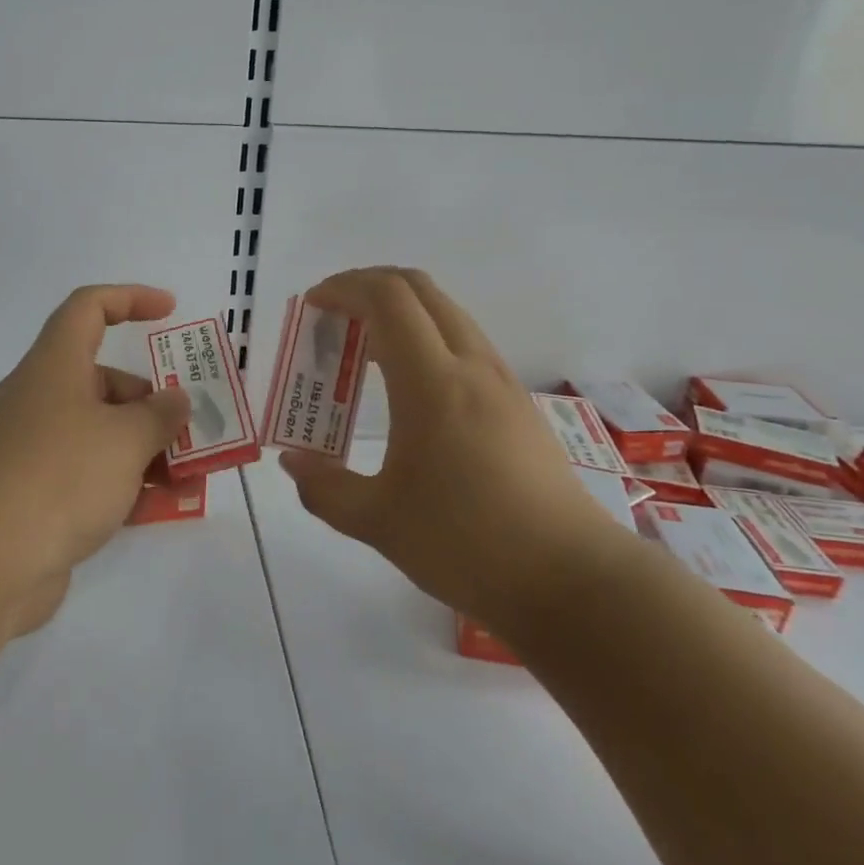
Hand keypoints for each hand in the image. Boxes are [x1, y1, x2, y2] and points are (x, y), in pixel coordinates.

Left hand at [0, 284, 190, 633]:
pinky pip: (87, 480)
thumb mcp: (125, 439)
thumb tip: (175, 400)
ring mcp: (32, 454)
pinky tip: (159, 510)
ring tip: (191, 479)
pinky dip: (124, 488)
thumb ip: (160, 415)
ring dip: (147, 452)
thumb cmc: (56, 478)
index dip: (130, 298)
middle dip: (153, 404)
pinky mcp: (31, 501)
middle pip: (104, 384)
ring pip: (100, 437)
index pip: (88, 309)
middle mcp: (40, 402)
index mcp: (55, 368)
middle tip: (192, 432)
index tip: (170, 310)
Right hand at [277, 268, 630, 627]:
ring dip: (401, 311)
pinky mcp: (518, 402)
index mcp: (432, 382)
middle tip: (334, 316)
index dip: (344, 287)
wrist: (570, 579)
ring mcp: (501, 380)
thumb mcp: (377, 522)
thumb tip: (293, 463)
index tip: (313, 307)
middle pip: (419, 288)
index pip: (387, 298)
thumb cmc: (466, 544)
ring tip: (365, 351)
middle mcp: (470, 365)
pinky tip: (409, 386)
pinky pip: (465, 341)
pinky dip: (426, 337)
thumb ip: (324, 488)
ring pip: (447, 312)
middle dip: (369, 286)